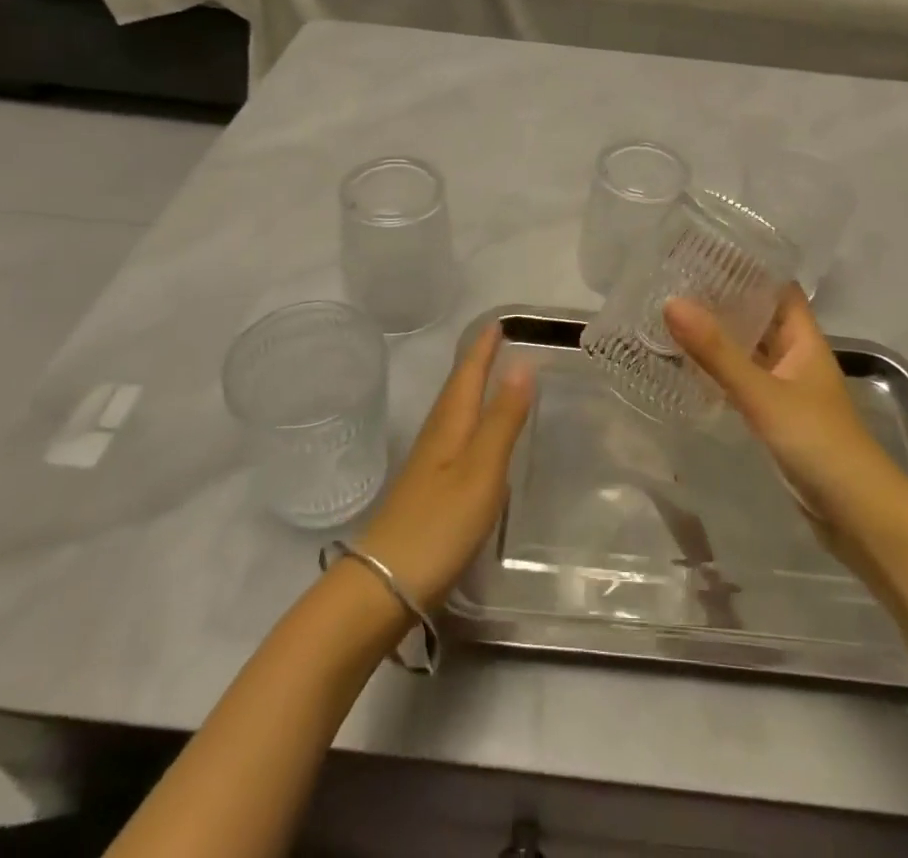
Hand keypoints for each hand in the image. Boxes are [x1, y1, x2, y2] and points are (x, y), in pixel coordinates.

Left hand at [356, 325, 534, 611]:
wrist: (385, 584)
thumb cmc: (439, 523)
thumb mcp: (482, 469)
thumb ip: (503, 419)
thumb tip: (522, 363)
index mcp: (450, 425)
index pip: (468, 374)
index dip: (483, 348)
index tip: (498, 323)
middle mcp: (436, 437)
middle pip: (457, 389)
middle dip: (475, 362)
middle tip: (496, 341)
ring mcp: (428, 465)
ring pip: (453, 412)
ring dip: (470, 389)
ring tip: (489, 377)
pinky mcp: (427, 490)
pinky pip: (452, 437)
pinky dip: (467, 420)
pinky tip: (473, 436)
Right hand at [663, 288, 907, 530]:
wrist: (860, 517)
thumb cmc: (819, 443)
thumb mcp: (763, 394)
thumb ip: (717, 353)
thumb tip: (671, 303)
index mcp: (804, 339)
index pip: (777, 288)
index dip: (747, 268)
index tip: (704, 253)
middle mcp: (796, 357)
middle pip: (760, 317)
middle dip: (723, 301)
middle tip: (673, 284)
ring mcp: (787, 389)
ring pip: (750, 351)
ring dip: (720, 337)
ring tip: (672, 318)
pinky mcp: (778, 419)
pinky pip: (745, 382)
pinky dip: (721, 371)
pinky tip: (689, 369)